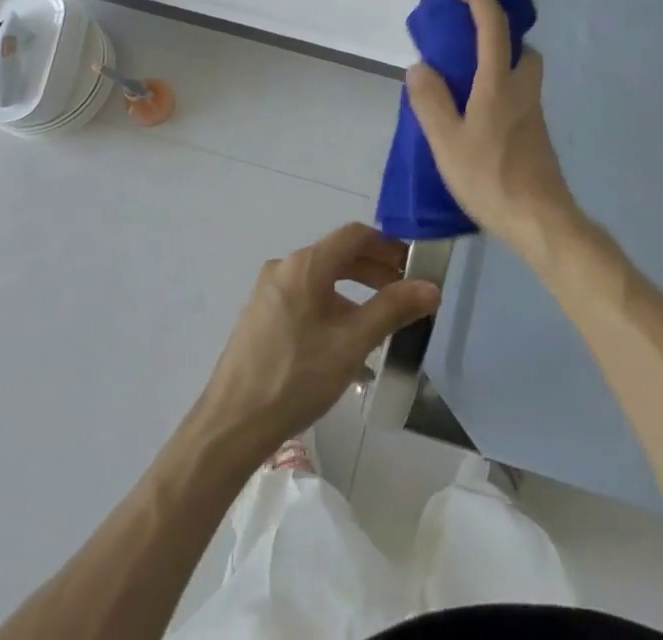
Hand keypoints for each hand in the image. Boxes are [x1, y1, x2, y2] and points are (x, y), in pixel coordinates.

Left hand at [196, 223, 440, 455]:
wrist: (232, 426)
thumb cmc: (297, 376)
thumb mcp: (353, 343)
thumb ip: (393, 310)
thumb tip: (431, 287)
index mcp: (306, 264)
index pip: (355, 235)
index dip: (388, 245)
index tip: (412, 265)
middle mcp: (284, 268)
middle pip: (338, 256)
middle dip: (374, 271)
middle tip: (403, 293)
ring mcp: (268, 293)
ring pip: (321, 281)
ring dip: (354, 294)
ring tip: (379, 323)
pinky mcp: (260, 318)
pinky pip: (305, 300)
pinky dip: (331, 309)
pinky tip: (345, 346)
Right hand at [404, 0, 579, 255]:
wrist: (541, 221)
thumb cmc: (490, 178)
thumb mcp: (446, 142)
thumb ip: (431, 101)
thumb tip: (420, 67)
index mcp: (499, 83)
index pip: (493, 25)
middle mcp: (522, 89)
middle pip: (519, 45)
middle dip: (497, 30)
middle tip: (465, 36)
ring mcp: (533, 111)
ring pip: (521, 70)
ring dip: (500, 59)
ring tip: (465, 77)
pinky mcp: (536, 132)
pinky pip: (518, 93)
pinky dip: (500, 85)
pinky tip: (477, 113)